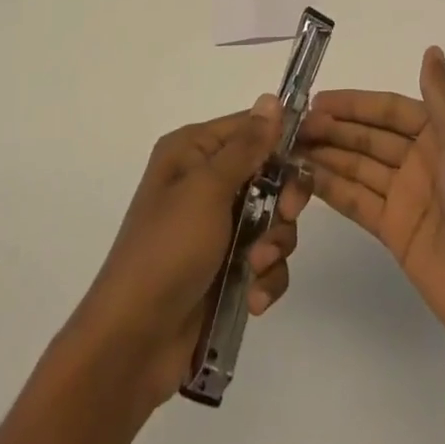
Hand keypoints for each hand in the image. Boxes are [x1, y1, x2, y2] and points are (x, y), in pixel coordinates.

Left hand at [66, 94, 310, 409]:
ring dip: (274, 244)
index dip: (284, 140)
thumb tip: (272, 99)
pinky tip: (253, 298)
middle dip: (282, 200)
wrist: (132, 344)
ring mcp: (216, 228)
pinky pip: (266, 259)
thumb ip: (246, 146)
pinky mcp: (226, 269)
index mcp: (193, 151)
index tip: (311, 157)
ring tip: (256, 268)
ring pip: (273, 218)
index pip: (251, 127)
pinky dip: (266, 277)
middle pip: (269, 172)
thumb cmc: (168, 250)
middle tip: (284, 216)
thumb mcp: (207, 190)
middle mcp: (205, 182)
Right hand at [299, 46, 444, 369]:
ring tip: (287, 147)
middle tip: (292, 125)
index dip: (355, 103)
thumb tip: (432, 51)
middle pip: (371, 138)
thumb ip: (441, 96)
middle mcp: (425, 162)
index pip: (391, 109)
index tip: (317, 99)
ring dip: (328, 156)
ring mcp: (410, 199)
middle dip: (334, 128)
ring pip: (361, 168)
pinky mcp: (399, 235)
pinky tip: (304, 178)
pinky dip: (334, 190)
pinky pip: (360, 203)